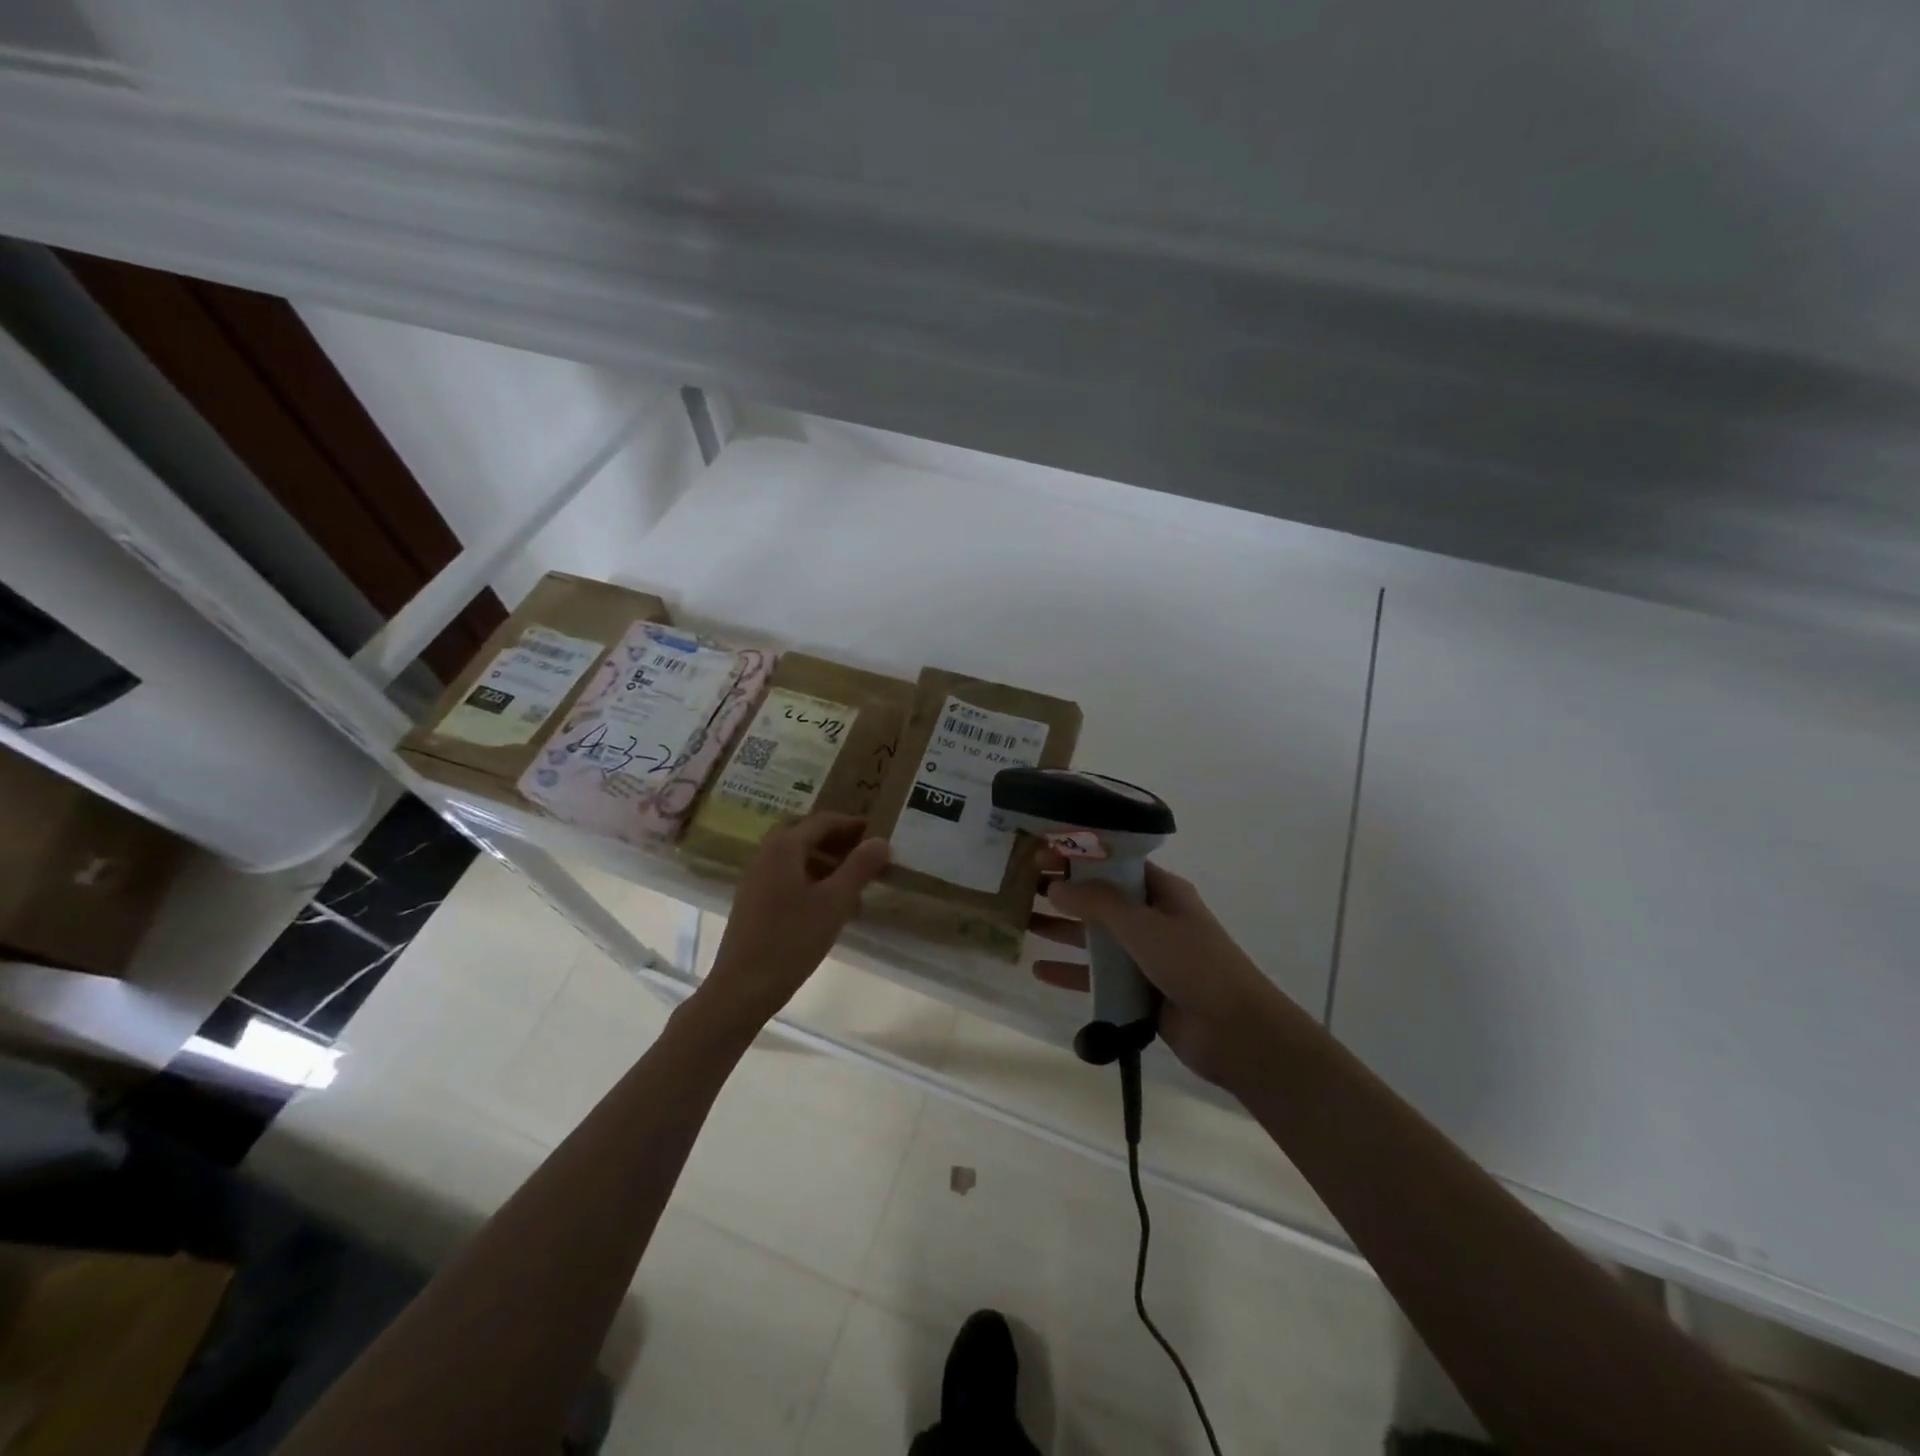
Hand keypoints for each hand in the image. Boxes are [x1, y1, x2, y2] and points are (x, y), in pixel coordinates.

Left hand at [700, 813, 890, 1031]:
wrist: (742, 988)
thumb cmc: (792, 940)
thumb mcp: (835, 902)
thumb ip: (859, 868)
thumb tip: (881, 840)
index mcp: (784, 846)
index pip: (823, 821)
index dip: (852, 825)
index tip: (879, 831)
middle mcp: (766, 854)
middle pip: (806, 834)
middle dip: (837, 840)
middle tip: (866, 852)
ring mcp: (756, 878)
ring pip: (796, 857)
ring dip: (826, 861)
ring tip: (855, 881)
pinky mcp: (753, 901)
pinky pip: (787, 876)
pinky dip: (811, 879)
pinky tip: (830, 905)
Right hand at [1029, 852, 1290, 1087]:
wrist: (1236, 1033)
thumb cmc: (1193, 964)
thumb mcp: (1143, 925)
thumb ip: (1098, 903)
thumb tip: (1055, 886)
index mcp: (1162, 892)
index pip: (1115, 863)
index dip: (1080, 856)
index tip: (1042, 853)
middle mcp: (1153, 918)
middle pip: (1100, 899)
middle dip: (1064, 892)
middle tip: (1021, 887)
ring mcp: (1146, 956)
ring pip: (1096, 937)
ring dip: (1062, 929)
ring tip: (1022, 922)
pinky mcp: (1139, 990)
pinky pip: (1098, 976)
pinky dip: (1071, 971)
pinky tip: (1039, 970)